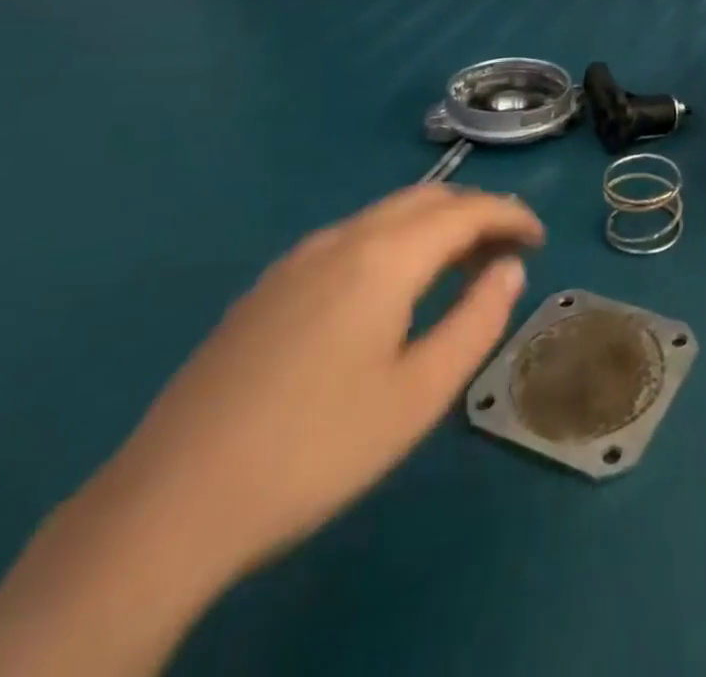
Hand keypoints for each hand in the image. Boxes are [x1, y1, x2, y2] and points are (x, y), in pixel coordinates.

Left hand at [84, 183, 543, 587]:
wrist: (167, 506)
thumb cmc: (315, 449)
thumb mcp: (419, 394)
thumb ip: (477, 320)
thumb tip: (509, 270)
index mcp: (384, 257)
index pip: (467, 211)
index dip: (511, 216)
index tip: (539, 239)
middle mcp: (342, 239)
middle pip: (427, 199)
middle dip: (476, 213)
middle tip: (507, 251)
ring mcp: (297, 259)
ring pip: (385, 214)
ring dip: (434, 225)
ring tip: (460, 266)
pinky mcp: (268, 286)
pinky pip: (351, 237)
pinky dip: (394, 240)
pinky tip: (393, 287)